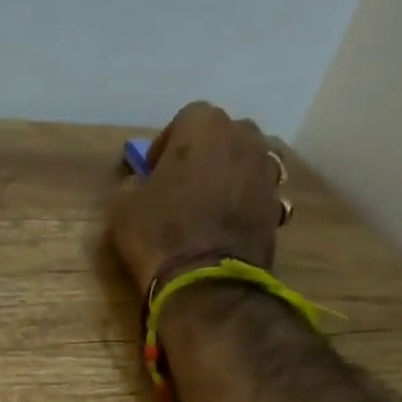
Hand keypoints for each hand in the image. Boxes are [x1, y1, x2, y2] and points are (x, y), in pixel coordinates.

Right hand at [107, 102, 288, 291]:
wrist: (207, 282)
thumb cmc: (160, 232)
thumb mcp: (123, 205)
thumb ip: (134, 182)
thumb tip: (142, 183)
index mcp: (206, 126)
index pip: (185, 119)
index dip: (166, 144)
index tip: (152, 172)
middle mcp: (245, 139)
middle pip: (223, 136)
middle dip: (204, 154)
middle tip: (180, 184)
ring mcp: (268, 173)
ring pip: (244, 163)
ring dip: (227, 176)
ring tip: (206, 205)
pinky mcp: (278, 207)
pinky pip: (256, 194)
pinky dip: (242, 203)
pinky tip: (224, 226)